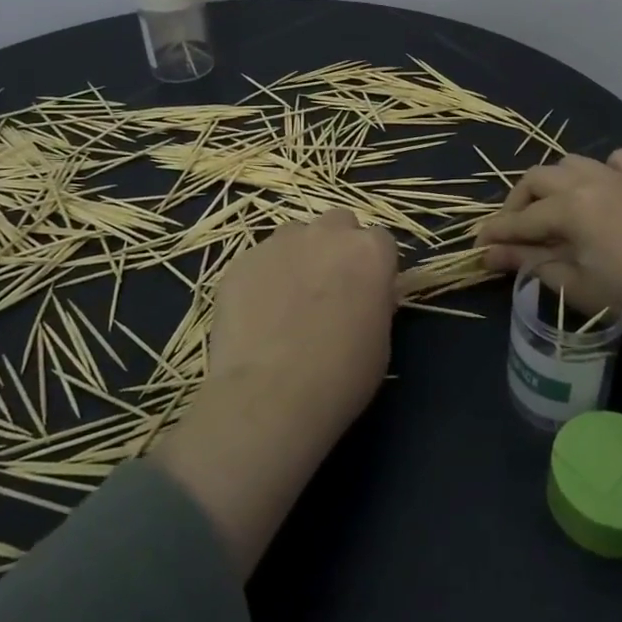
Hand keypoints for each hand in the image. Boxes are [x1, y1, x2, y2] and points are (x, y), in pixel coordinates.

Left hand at [152, 210, 395, 577]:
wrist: (270, 397)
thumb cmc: (341, 376)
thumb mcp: (381, 339)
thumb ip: (375, 300)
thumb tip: (365, 293)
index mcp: (369, 251)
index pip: (380, 241)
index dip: (373, 267)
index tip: (367, 293)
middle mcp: (326, 233)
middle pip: (338, 224)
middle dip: (336, 246)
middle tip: (329, 288)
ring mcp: (279, 243)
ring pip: (295, 236)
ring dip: (299, 256)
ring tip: (287, 301)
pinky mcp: (241, 261)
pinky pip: (259, 260)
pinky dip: (262, 278)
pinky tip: (256, 316)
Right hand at [477, 149, 621, 345]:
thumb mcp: (573, 284)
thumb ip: (528, 262)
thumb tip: (489, 254)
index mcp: (570, 206)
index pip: (521, 218)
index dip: (496, 233)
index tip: (477, 245)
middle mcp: (590, 180)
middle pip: (538, 179)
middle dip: (518, 203)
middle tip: (512, 231)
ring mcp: (620, 176)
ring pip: (572, 163)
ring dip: (554, 183)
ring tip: (551, 210)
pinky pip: (618, 160)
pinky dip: (603, 169)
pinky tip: (601, 188)